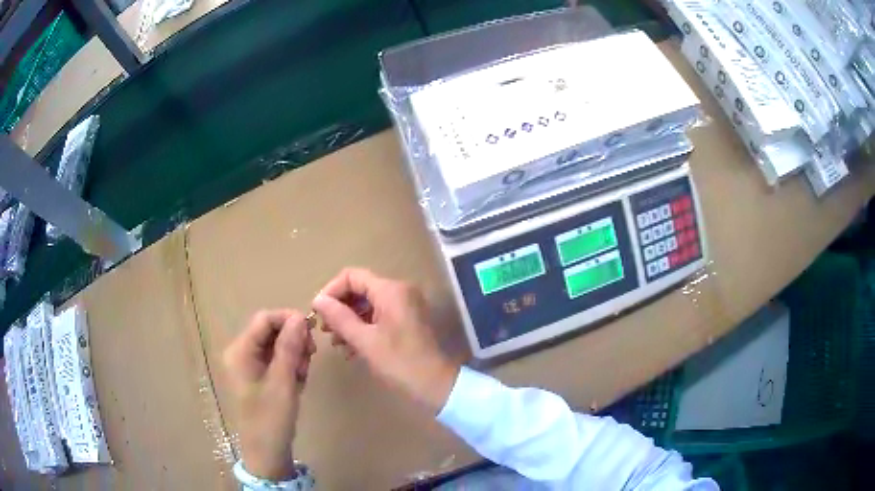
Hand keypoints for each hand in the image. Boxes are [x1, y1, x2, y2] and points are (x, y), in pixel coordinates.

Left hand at [222, 310, 316, 480]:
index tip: (313, 331)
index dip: (289, 319)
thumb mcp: (283, 382)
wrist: (266, 452)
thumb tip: (300, 317)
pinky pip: (276, 360)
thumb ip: (290, 347)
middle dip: (293, 340)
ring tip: (302, 376)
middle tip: (310, 358)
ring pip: (277, 345)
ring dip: (294, 355)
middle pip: (271, 331)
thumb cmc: (271, 418)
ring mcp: (249, 365)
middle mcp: (241, 353)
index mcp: (240, 351)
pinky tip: (297, 382)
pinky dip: (290, 366)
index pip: (265, 319)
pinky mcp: (257, 377)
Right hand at [311, 268, 459, 413]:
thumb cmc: (399, 362)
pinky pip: (379, 316)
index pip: (352, 276)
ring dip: (349, 320)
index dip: (331, 291)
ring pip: (368, 304)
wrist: (436, 385)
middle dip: (340, 308)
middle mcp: (400, 291)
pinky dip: (363, 327)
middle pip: (360, 289)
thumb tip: (318, 300)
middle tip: (325, 330)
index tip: (317, 312)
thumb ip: (339, 317)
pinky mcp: (408, 320)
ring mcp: (406, 305)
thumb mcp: (364, 341)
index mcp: (390, 290)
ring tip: (336, 343)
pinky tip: (351, 349)